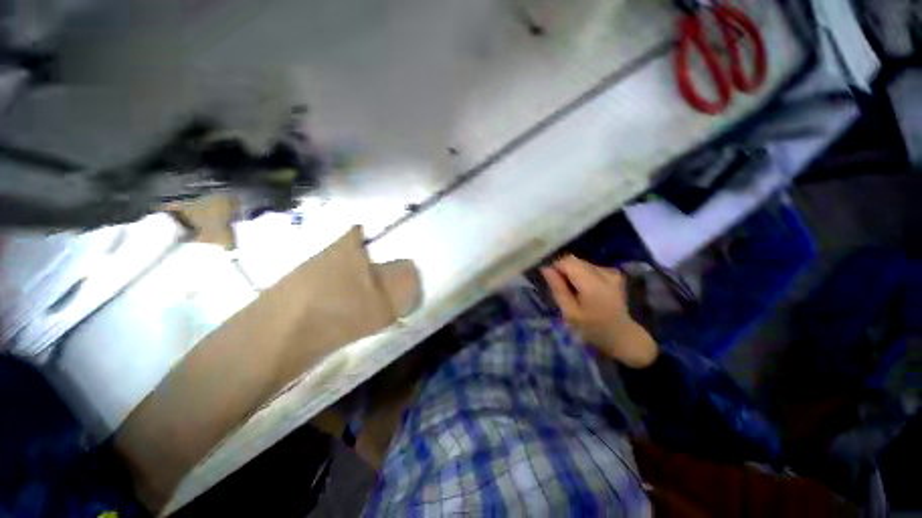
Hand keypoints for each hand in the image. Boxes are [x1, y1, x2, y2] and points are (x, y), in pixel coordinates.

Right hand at [540, 255, 657, 368]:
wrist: (622, 335)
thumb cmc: (592, 328)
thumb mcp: (570, 312)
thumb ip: (558, 288)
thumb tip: (545, 267)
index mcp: (593, 283)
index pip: (567, 261)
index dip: (554, 266)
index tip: (550, 280)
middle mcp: (604, 272)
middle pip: (574, 260)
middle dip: (563, 271)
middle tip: (561, 289)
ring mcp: (611, 271)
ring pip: (580, 263)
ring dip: (572, 273)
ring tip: (573, 291)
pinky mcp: (613, 272)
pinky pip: (589, 267)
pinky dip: (582, 275)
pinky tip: (584, 290)